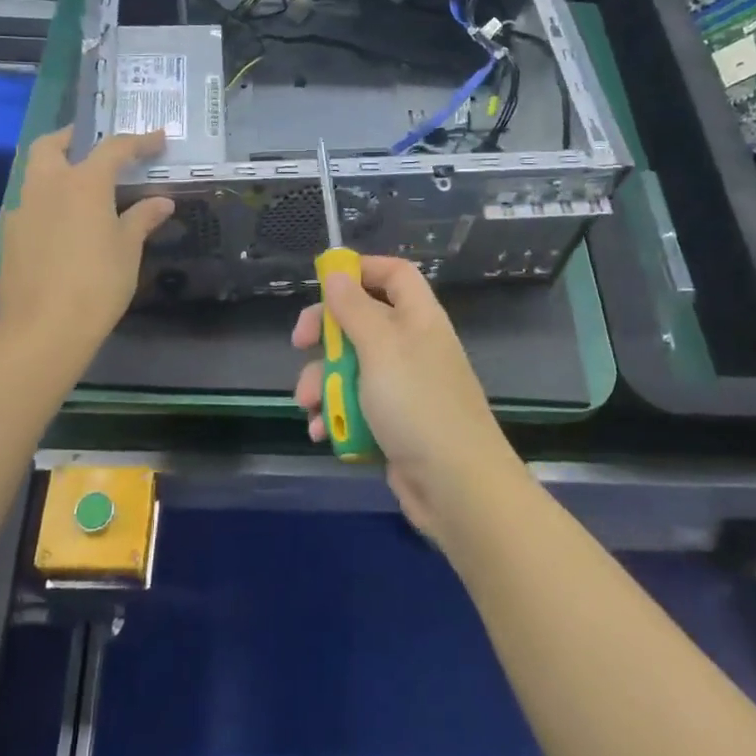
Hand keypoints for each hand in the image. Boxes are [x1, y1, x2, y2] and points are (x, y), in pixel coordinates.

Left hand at [0, 128, 174, 355]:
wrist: (41, 329)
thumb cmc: (96, 284)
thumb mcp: (127, 250)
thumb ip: (142, 219)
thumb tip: (161, 201)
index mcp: (83, 183)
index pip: (113, 148)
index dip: (139, 141)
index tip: (158, 139)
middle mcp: (47, 186)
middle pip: (52, 144)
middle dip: (74, 138)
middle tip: (95, 146)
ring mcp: (23, 210)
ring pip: (36, 173)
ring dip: (58, 169)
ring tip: (84, 188)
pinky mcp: (10, 236)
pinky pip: (31, 205)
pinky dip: (49, 202)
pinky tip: (65, 226)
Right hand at [292, 255, 524, 539]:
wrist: (456, 486)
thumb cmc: (416, 403)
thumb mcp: (380, 347)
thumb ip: (354, 308)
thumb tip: (336, 272)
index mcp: (418, 318)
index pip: (394, 274)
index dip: (361, 270)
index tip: (324, 281)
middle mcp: (412, 346)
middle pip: (362, 320)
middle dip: (326, 334)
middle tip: (299, 343)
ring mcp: (403, 387)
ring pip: (351, 368)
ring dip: (324, 383)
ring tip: (311, 406)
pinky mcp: (393, 424)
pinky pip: (356, 407)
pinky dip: (336, 416)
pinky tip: (322, 432)